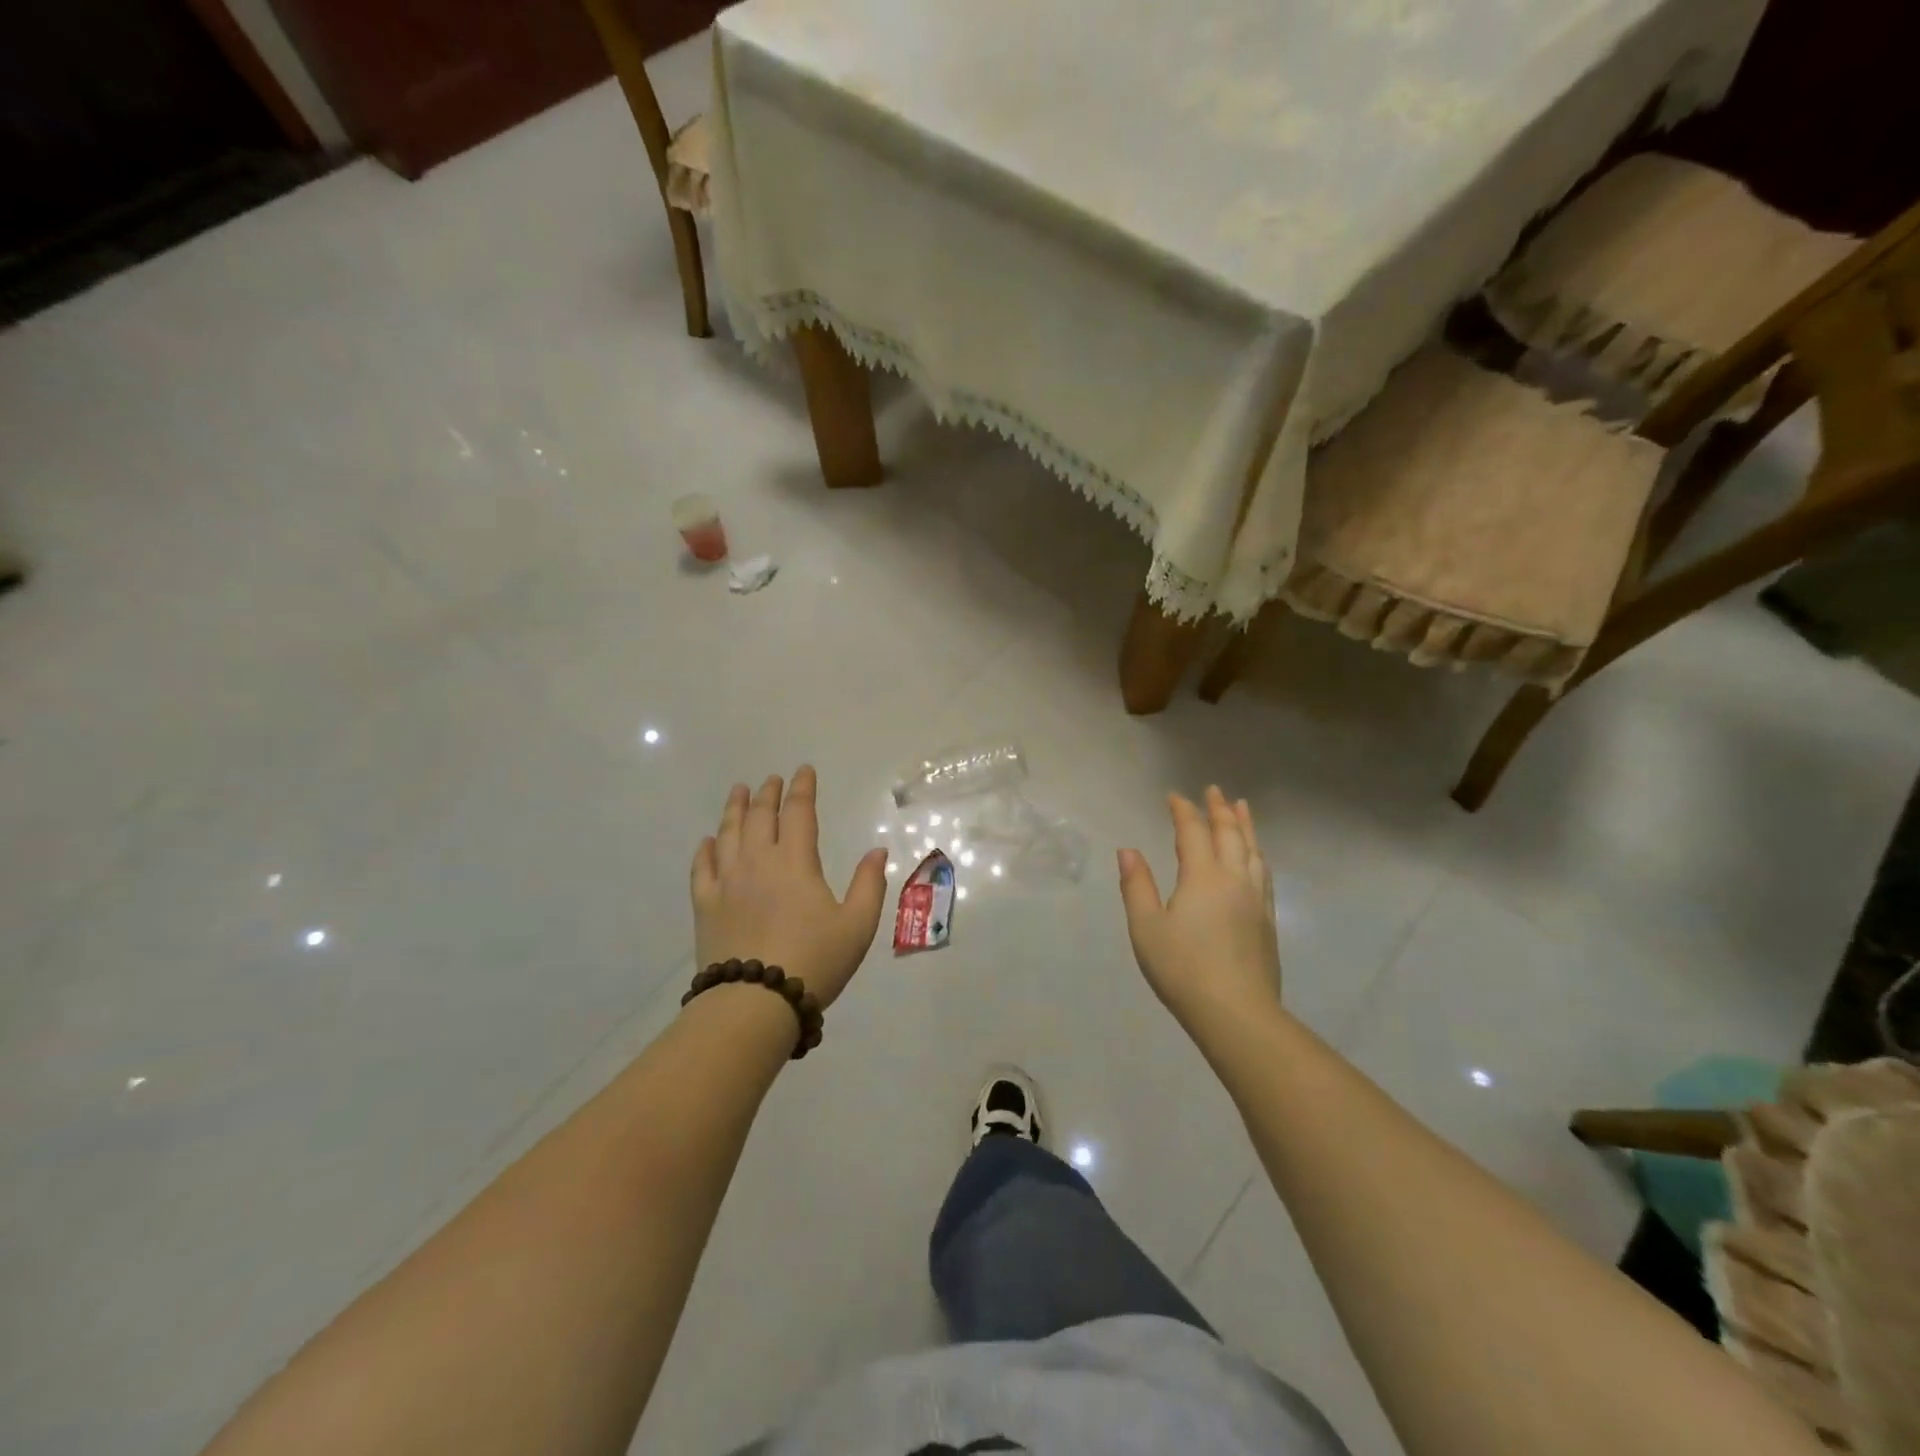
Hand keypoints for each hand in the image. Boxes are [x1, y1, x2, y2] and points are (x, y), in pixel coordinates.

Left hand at [690, 767, 888, 1007]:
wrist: (755, 1002)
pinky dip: (705, 850)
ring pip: (728, 834)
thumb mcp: (857, 925)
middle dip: (768, 794)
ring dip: (734, 809)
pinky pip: (702, 868)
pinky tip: (708, 841)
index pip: (799, 813)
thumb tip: (877, 850)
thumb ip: (869, 884)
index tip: (803, 771)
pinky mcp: (706, 906)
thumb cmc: (814, 960)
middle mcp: (758, 862)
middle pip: (761, 817)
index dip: (802, 789)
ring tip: (739, 791)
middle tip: (771, 779)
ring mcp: (727, 883)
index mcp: (796, 862)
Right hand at [1117, 787, 1281, 1033]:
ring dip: (1245, 826)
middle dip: (1219, 810)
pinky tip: (1255, 857)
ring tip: (1241, 808)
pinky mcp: (1268, 920)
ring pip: (1252, 851)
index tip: (1174, 796)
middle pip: (1230, 835)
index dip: (1183, 811)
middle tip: (1214, 790)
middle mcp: (1234, 879)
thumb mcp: (1146, 928)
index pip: (1193, 832)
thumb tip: (1128, 850)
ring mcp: (1256, 899)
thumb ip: (1137, 886)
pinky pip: (1264, 872)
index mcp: (1203, 877)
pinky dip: (1256, 853)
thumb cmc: (1183, 969)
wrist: (1237, 1013)